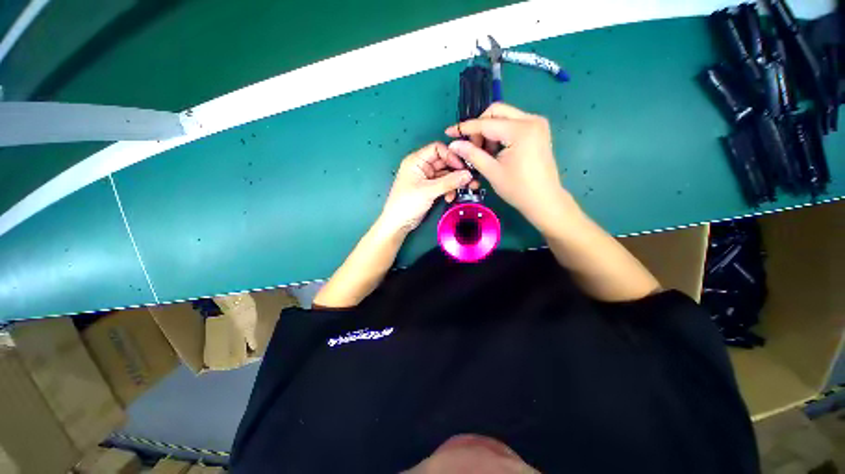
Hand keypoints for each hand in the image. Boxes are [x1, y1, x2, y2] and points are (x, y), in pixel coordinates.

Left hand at [378, 142, 473, 234]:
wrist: (398, 223)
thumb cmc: (407, 203)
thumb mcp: (428, 191)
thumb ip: (449, 182)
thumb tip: (469, 175)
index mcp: (416, 161)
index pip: (437, 149)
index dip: (451, 156)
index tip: (462, 167)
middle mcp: (422, 166)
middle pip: (444, 162)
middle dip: (457, 171)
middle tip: (469, 180)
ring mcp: (426, 178)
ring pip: (446, 175)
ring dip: (455, 183)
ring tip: (464, 191)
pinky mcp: (430, 189)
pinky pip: (444, 185)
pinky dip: (449, 190)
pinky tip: (450, 198)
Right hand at [445, 103, 571, 233]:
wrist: (544, 200)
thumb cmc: (518, 189)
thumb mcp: (492, 171)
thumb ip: (472, 154)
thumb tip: (454, 144)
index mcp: (520, 130)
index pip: (486, 123)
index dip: (465, 128)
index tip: (449, 131)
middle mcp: (531, 119)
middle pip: (496, 111)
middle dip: (479, 127)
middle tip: (472, 146)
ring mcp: (537, 124)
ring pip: (504, 116)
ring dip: (489, 130)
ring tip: (484, 152)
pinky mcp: (538, 130)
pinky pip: (513, 123)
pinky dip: (500, 133)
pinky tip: (496, 150)